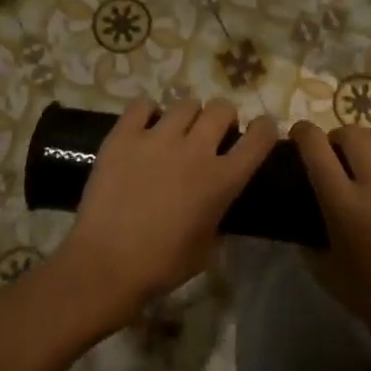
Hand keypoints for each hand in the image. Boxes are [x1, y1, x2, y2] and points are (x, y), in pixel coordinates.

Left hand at [58, 97, 276, 323]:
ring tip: (176, 130)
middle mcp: (195, 150)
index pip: (259, 137)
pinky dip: (147, 112)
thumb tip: (216, 203)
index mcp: (222, 179)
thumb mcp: (207, 248)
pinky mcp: (123, 137)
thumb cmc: (162, 265)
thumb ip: (218, 216)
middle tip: (211, 134)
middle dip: (223, 118)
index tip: (260, 130)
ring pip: (185, 104)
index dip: (264, 129)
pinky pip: (141, 105)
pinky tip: (143, 127)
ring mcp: (157, 139)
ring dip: (188, 116)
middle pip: (222, 109)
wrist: (106, 265)